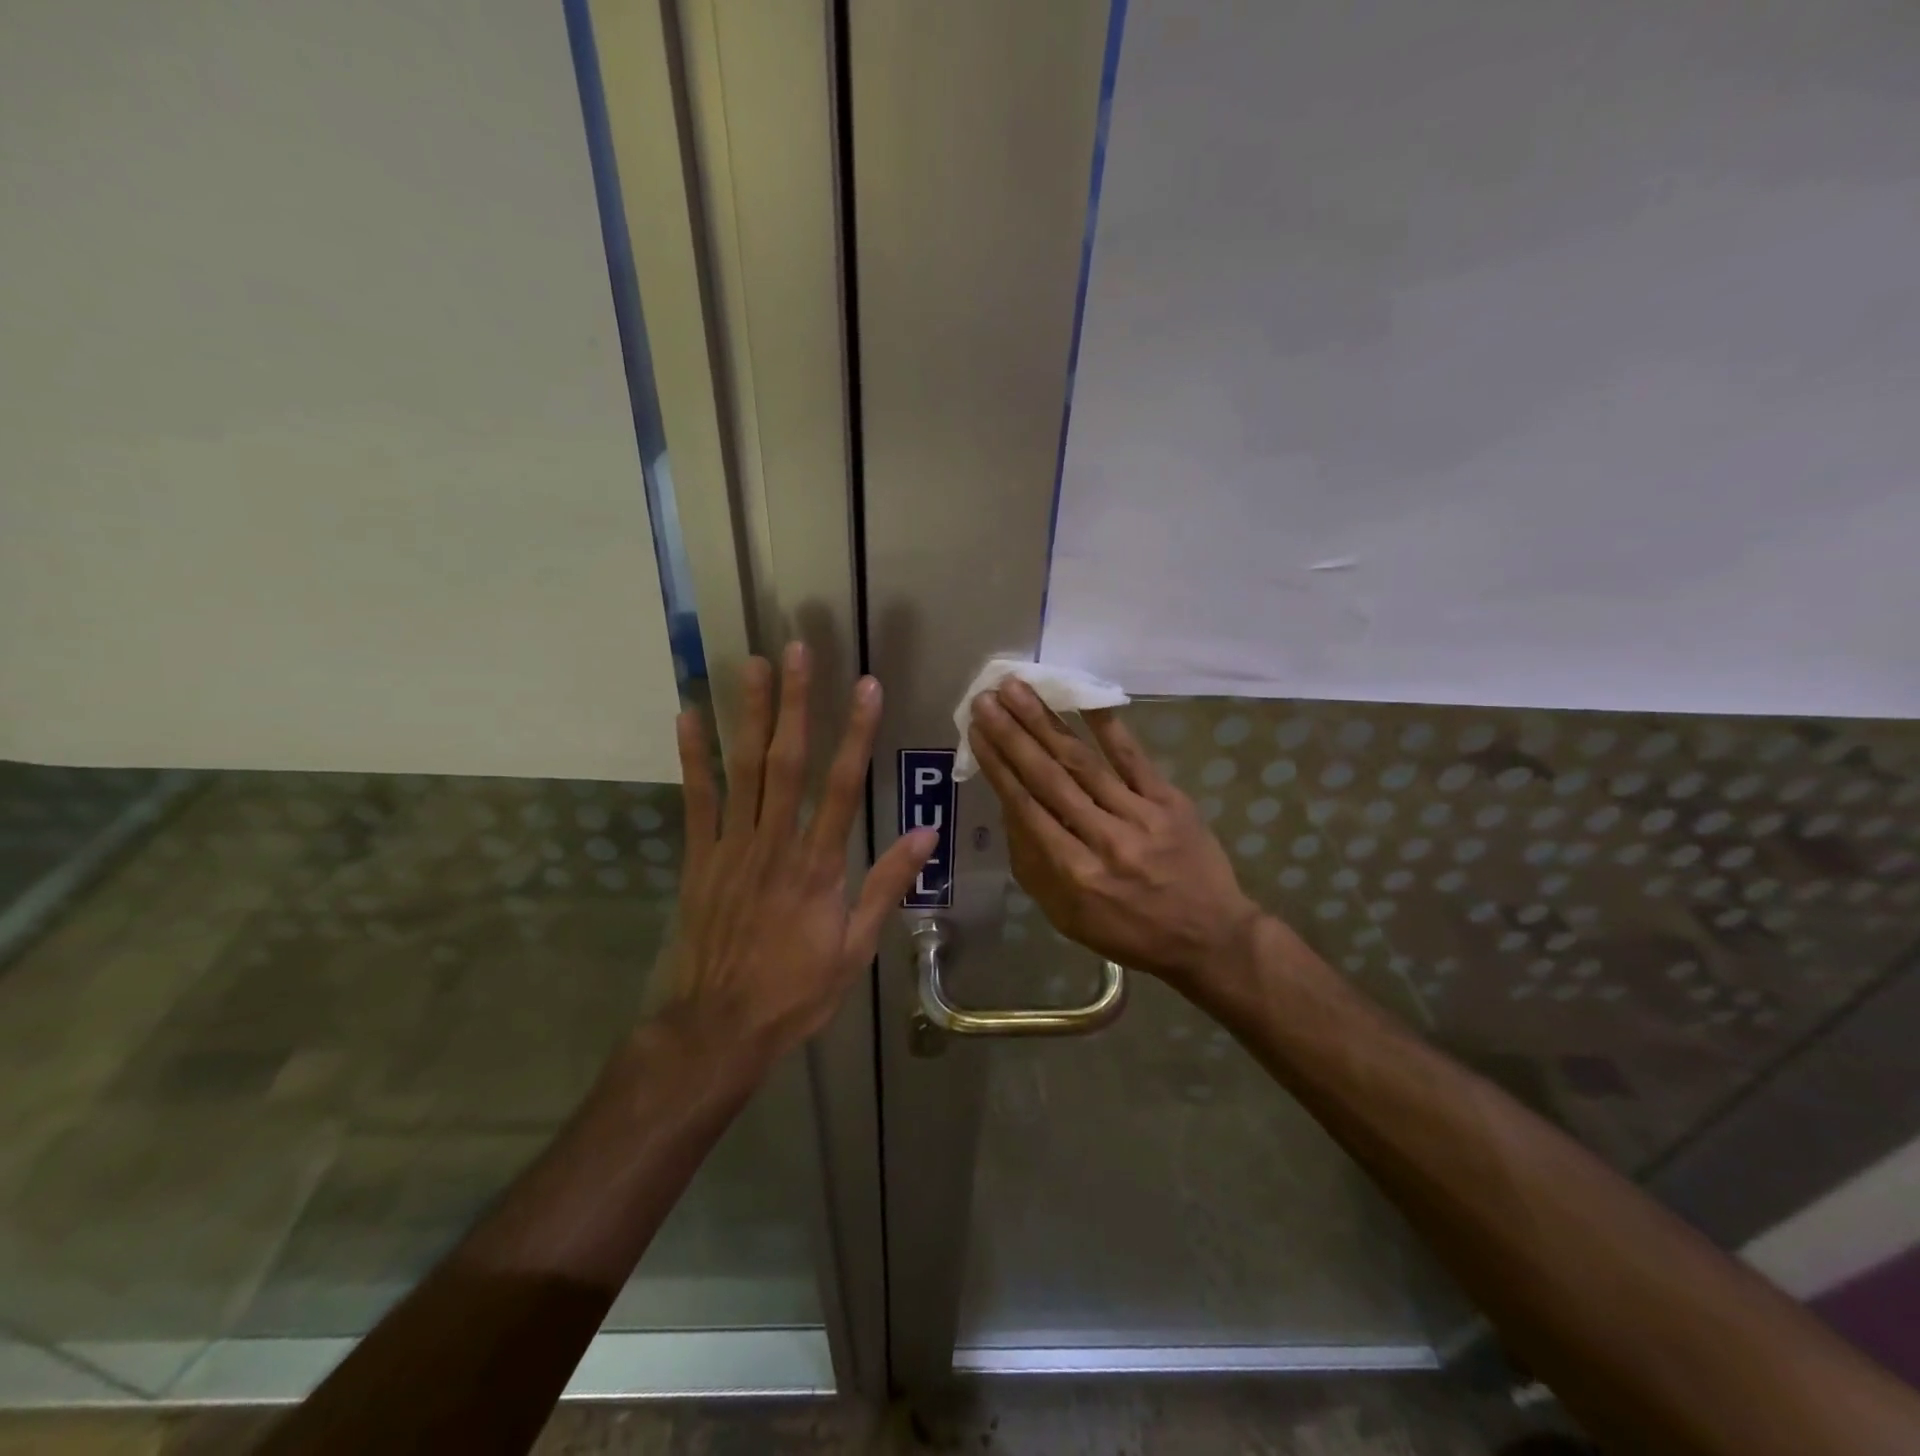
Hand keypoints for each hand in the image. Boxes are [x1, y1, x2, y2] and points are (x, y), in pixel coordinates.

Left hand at [659, 644, 936, 1062]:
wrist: (716, 1029)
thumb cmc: (794, 991)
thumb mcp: (855, 948)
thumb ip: (887, 886)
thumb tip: (926, 835)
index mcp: (818, 865)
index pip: (842, 786)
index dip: (856, 733)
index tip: (867, 687)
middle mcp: (774, 844)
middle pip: (787, 761)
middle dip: (796, 703)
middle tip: (799, 651)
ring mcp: (731, 847)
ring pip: (743, 769)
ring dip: (748, 714)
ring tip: (753, 665)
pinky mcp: (698, 858)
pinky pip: (696, 799)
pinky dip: (693, 757)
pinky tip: (688, 716)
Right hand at [967, 679, 1261, 999]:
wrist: (1208, 938)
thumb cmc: (1128, 931)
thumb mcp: (1066, 916)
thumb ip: (1033, 864)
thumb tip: (1010, 807)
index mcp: (1073, 874)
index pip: (1026, 808)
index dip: (998, 765)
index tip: (976, 730)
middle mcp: (1102, 840)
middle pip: (1048, 778)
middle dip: (1012, 734)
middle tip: (986, 698)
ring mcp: (1139, 816)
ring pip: (1083, 762)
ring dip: (1046, 722)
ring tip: (1018, 689)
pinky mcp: (1170, 801)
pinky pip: (1133, 758)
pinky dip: (1107, 727)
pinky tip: (1083, 697)